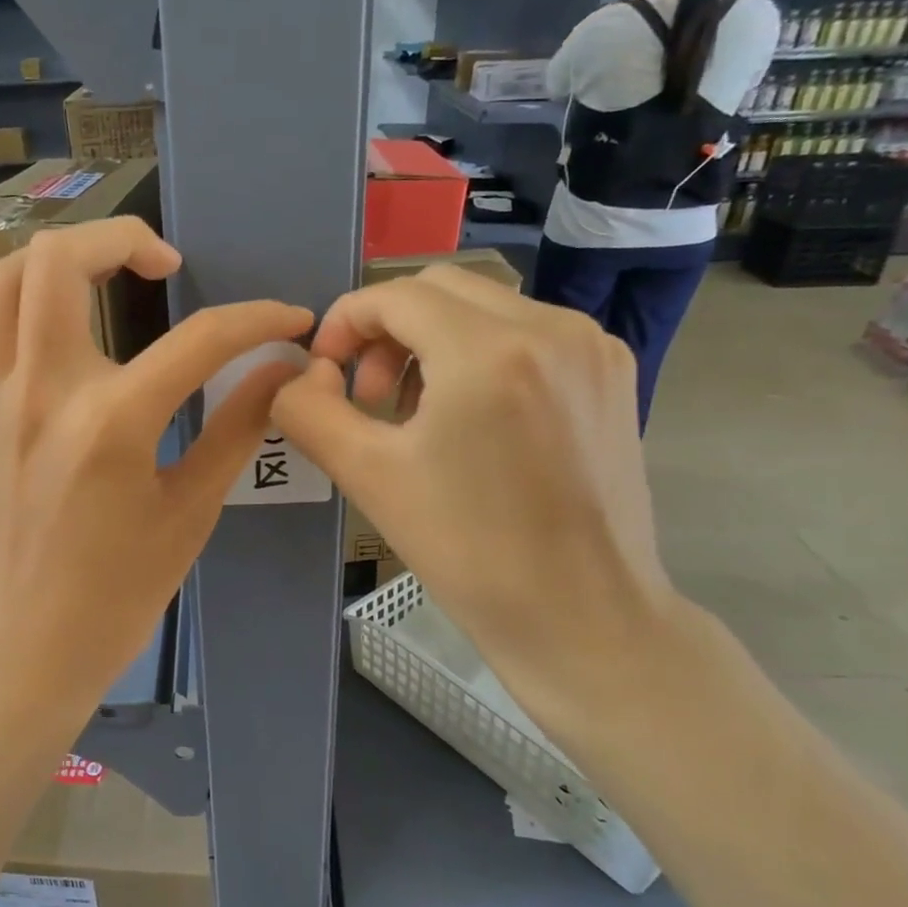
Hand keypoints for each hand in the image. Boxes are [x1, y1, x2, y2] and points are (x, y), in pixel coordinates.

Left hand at [0, 217, 311, 725]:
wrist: (24, 646)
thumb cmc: (116, 594)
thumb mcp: (191, 512)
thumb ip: (237, 428)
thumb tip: (281, 371)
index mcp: (111, 423)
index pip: (200, 339)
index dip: (258, 320)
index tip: (289, 320)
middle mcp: (42, 390)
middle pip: (62, 258)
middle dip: (125, 238)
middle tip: (168, 267)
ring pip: (3, 275)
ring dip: (58, 256)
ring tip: (104, 276)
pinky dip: (21, 297)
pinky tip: (59, 321)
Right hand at [272, 265, 685, 740]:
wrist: (583, 618)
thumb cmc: (469, 552)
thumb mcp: (369, 477)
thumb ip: (309, 412)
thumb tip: (295, 378)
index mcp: (490, 351)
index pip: (395, 295)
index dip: (344, 323)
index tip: (324, 370)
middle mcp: (552, 328)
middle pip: (441, 288)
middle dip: (387, 329)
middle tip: (369, 396)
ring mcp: (592, 347)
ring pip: (486, 307)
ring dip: (433, 340)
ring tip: (416, 412)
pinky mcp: (612, 373)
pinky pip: (527, 333)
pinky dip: (481, 354)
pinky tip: (471, 417)